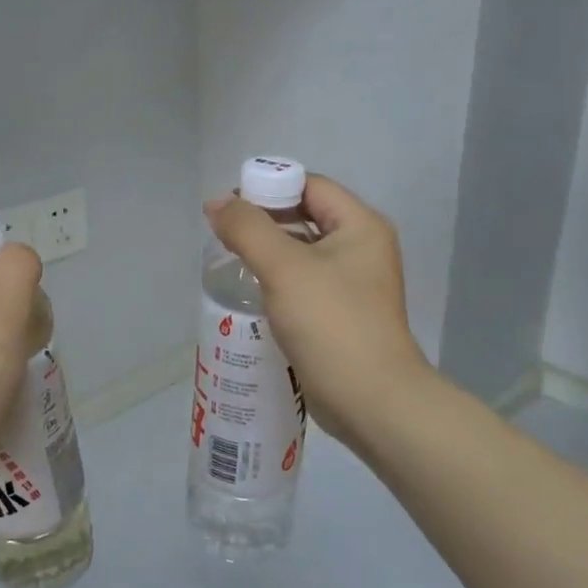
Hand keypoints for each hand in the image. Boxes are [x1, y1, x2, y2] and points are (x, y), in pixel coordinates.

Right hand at [205, 175, 428, 449]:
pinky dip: (277, 284)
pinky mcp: (341, 316)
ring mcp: (353, 285)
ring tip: (229, 265)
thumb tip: (216, 204)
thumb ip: (247, 229)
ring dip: (267, 255)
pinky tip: (251, 297)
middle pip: (305, 217)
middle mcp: (362, 249)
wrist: (371, 401)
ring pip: (302, 254)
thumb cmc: (331, 324)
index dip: (268, 189)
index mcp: (360, 226)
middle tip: (223, 237)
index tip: (229, 209)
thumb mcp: (284, 268)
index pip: (310, 186)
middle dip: (263, 223)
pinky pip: (304, 285)